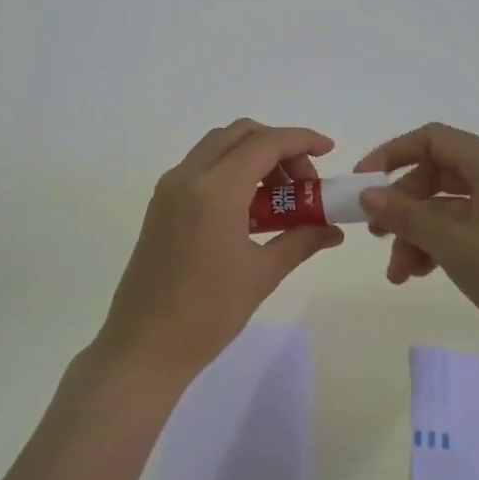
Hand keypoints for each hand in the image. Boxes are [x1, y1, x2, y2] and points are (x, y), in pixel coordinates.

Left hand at [91, 120, 343, 390]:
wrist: (145, 345)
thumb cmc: (208, 313)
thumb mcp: (262, 275)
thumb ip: (301, 240)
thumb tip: (333, 230)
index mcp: (215, 190)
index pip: (266, 143)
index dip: (302, 140)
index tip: (329, 151)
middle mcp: (188, 176)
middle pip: (240, 134)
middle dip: (279, 147)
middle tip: (303, 183)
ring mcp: (169, 188)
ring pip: (218, 146)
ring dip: (253, 156)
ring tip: (279, 198)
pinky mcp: (160, 204)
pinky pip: (201, 167)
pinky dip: (230, 170)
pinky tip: (249, 208)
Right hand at [355, 123, 478, 361]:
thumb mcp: (454, 243)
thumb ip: (406, 215)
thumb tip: (367, 193)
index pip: (430, 139)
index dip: (391, 155)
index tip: (361, 183)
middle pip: (435, 174)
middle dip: (401, 205)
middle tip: (377, 234)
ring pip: (445, 206)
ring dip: (416, 233)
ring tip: (398, 272)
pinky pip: (462, 228)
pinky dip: (438, 245)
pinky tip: (419, 273)